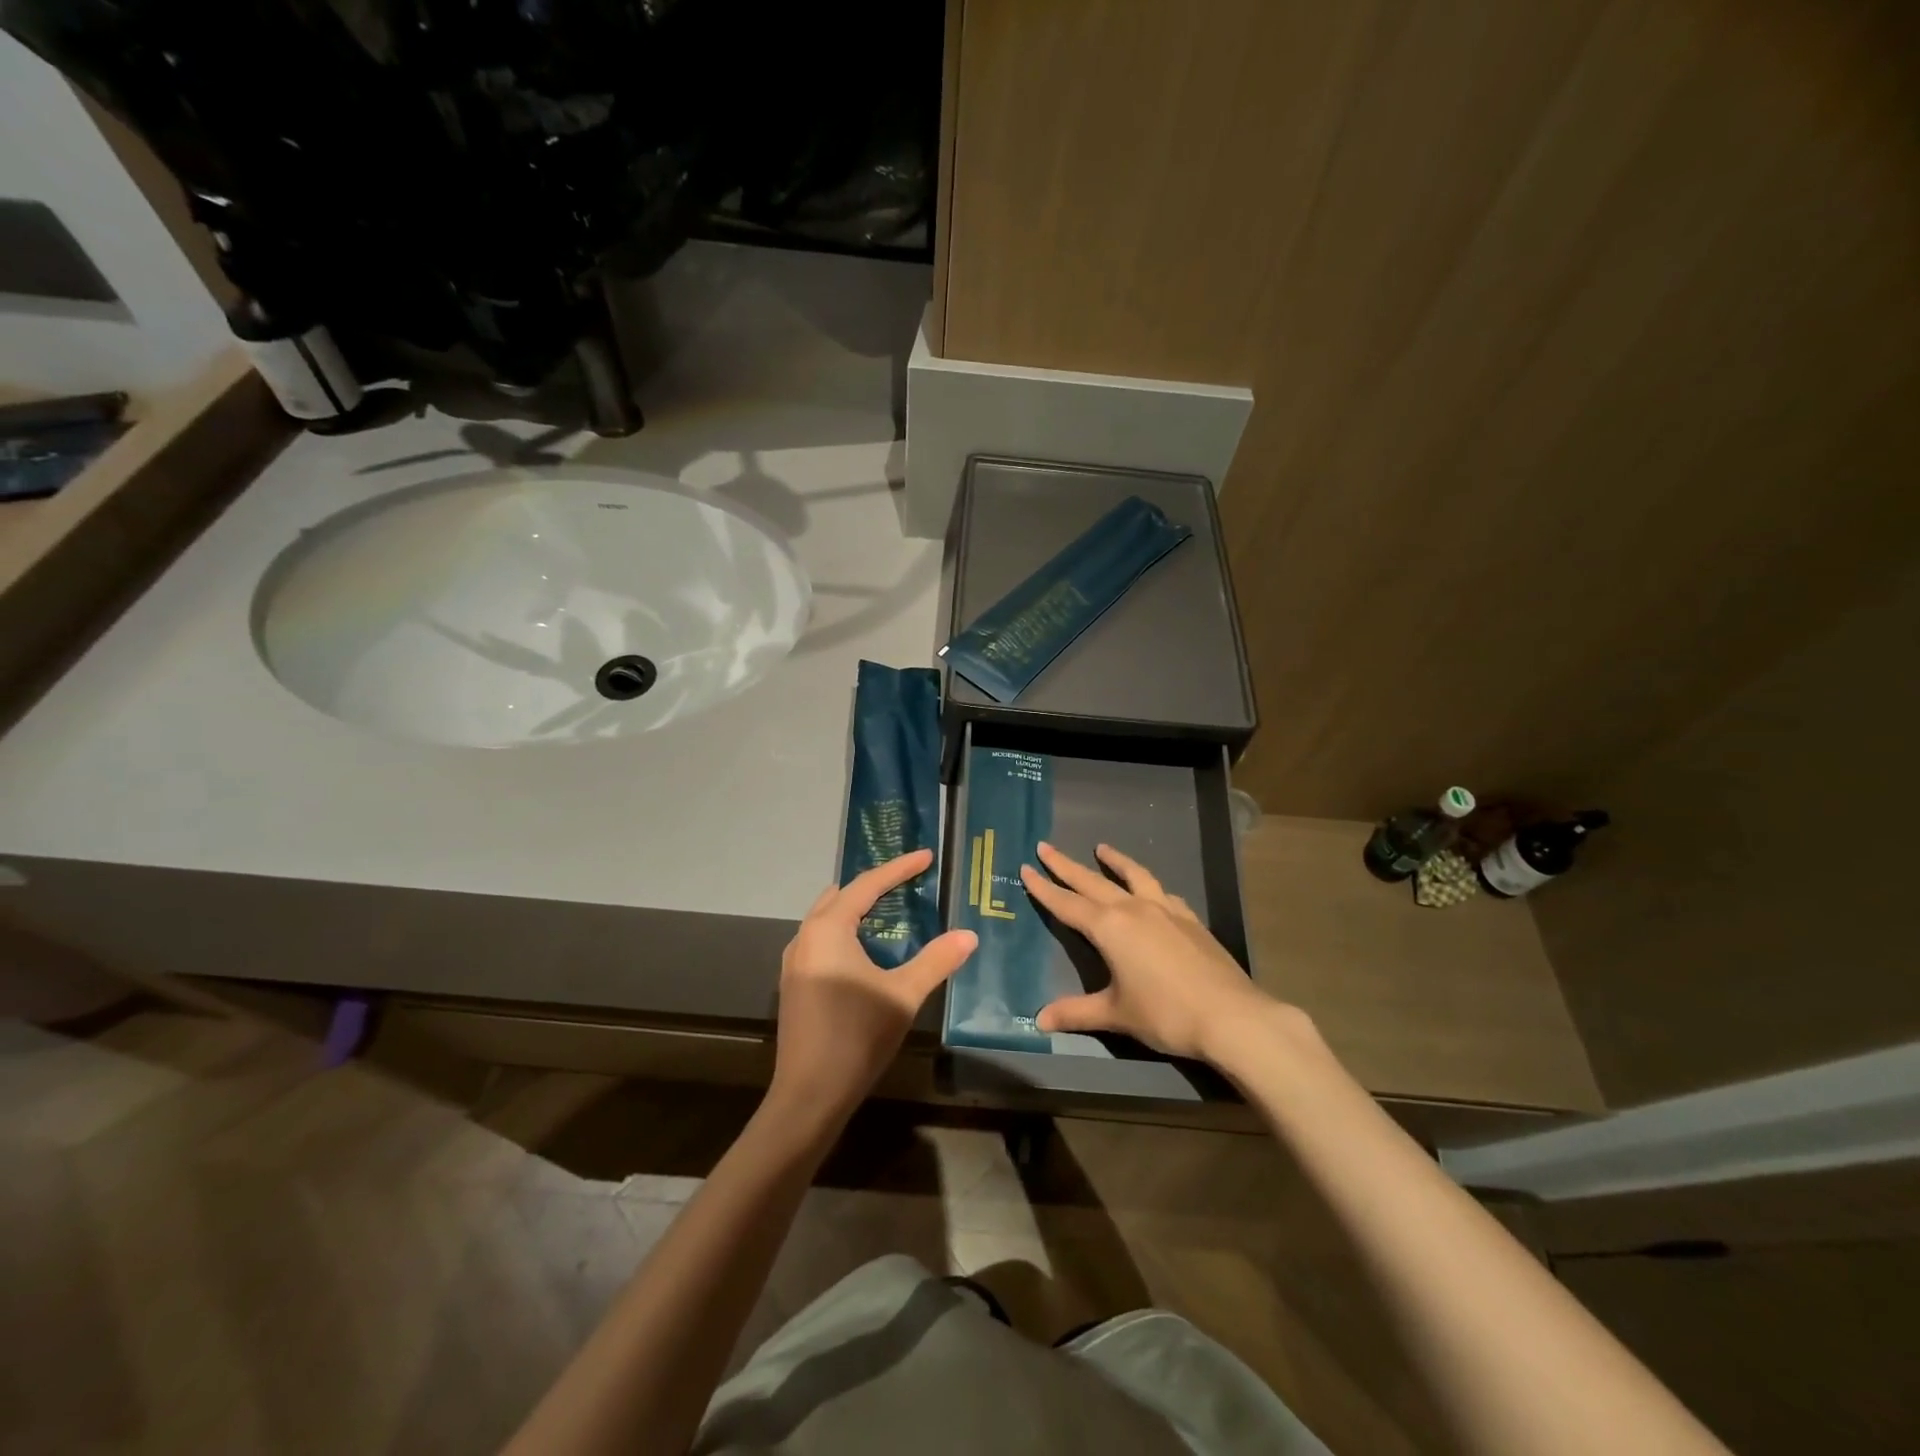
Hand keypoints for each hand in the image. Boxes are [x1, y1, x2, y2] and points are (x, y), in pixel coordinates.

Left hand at [770, 848, 976, 1124]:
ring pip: (827, 917)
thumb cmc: (857, 1036)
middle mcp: (805, 937)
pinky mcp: (794, 983)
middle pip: (842, 896)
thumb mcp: (903, 995)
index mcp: (829, 930)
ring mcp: (795, 961)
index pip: (868, 885)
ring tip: (890, 908)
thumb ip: (937, 960)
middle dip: (875, 884)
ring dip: (857, 908)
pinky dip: (845, 931)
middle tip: (908, 880)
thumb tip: (969, 935)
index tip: (926, 856)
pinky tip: (866, 948)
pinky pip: (822, 939)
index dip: (899, 868)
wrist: (809, 1095)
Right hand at [1020, 841, 1275, 1061]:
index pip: (1067, 903)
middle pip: (1092, 881)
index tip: (1026, 867)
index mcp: (1109, 927)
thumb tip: (1040, 1020)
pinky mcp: (1190, 919)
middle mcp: (1134, 909)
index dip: (1044, 887)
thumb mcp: (1116, 1014)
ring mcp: (1166, 910)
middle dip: (1066, 865)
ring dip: (1115, 861)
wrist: (1231, 1016)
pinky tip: (1152, 890)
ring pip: (1134, 875)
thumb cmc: (1165, 1014)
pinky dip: (1149, 885)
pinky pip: (1163, 893)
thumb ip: (1077, 1012)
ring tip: (1102, 848)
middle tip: (1046, 846)